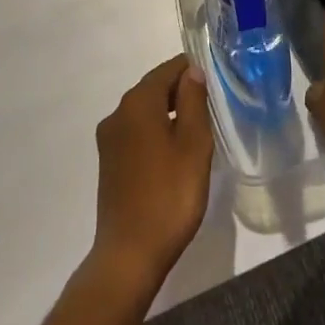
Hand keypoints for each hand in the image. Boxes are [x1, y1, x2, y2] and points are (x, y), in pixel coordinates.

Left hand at [91, 55, 214, 288]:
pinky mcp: (108, 162)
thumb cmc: (169, 195)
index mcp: (138, 102)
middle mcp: (118, 112)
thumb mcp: (193, 144)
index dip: (194, 71)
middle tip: (210, 112)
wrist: (130, 255)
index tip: (216, 86)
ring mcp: (109, 138)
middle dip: (181, 93)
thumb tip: (192, 71)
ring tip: (195, 135)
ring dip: (169, 115)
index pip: (169, 68)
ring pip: (145, 111)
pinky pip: (136, 132)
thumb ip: (193, 100)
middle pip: (155, 88)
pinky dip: (155, 133)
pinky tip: (173, 156)